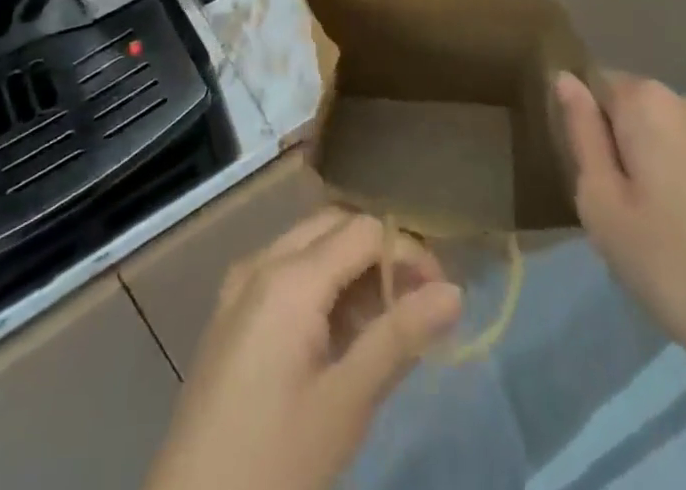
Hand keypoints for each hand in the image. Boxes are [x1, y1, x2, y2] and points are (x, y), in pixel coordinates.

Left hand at [144, 207, 463, 489]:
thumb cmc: (275, 459)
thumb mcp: (346, 403)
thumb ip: (400, 338)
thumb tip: (454, 291)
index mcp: (289, 275)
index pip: (365, 230)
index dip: (408, 252)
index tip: (440, 296)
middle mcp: (262, 261)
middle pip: (335, 226)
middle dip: (380, 254)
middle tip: (416, 304)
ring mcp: (241, 284)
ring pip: (310, 245)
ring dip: (351, 269)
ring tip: (384, 324)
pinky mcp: (231, 311)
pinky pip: (284, 271)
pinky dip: (321, 285)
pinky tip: (339, 334)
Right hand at [554, 72, 685, 489]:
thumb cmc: (675, 269)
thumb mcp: (602, 207)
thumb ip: (581, 134)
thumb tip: (566, 78)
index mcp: (652, 102)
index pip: (601, 86)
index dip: (594, 129)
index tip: (602, 179)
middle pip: (648, 111)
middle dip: (636, 148)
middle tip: (636, 215)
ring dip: (678, 167)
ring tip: (682, 235)